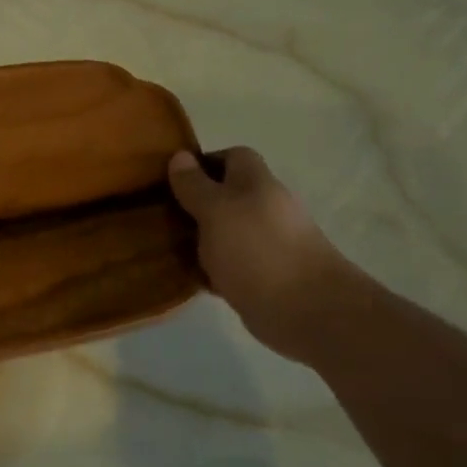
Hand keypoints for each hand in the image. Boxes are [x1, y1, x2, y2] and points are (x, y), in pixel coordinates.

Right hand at [167, 148, 366, 362]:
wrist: (305, 310)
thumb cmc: (257, 249)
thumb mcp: (216, 210)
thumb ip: (195, 185)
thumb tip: (180, 156)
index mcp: (257, 183)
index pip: (231, 157)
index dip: (202, 164)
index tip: (172, 180)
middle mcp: (264, 208)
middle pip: (226, 196)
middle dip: (194, 204)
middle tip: (160, 215)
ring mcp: (265, 244)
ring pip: (225, 232)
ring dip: (199, 238)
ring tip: (165, 246)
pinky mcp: (262, 277)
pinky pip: (229, 264)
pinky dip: (210, 269)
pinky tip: (187, 276)